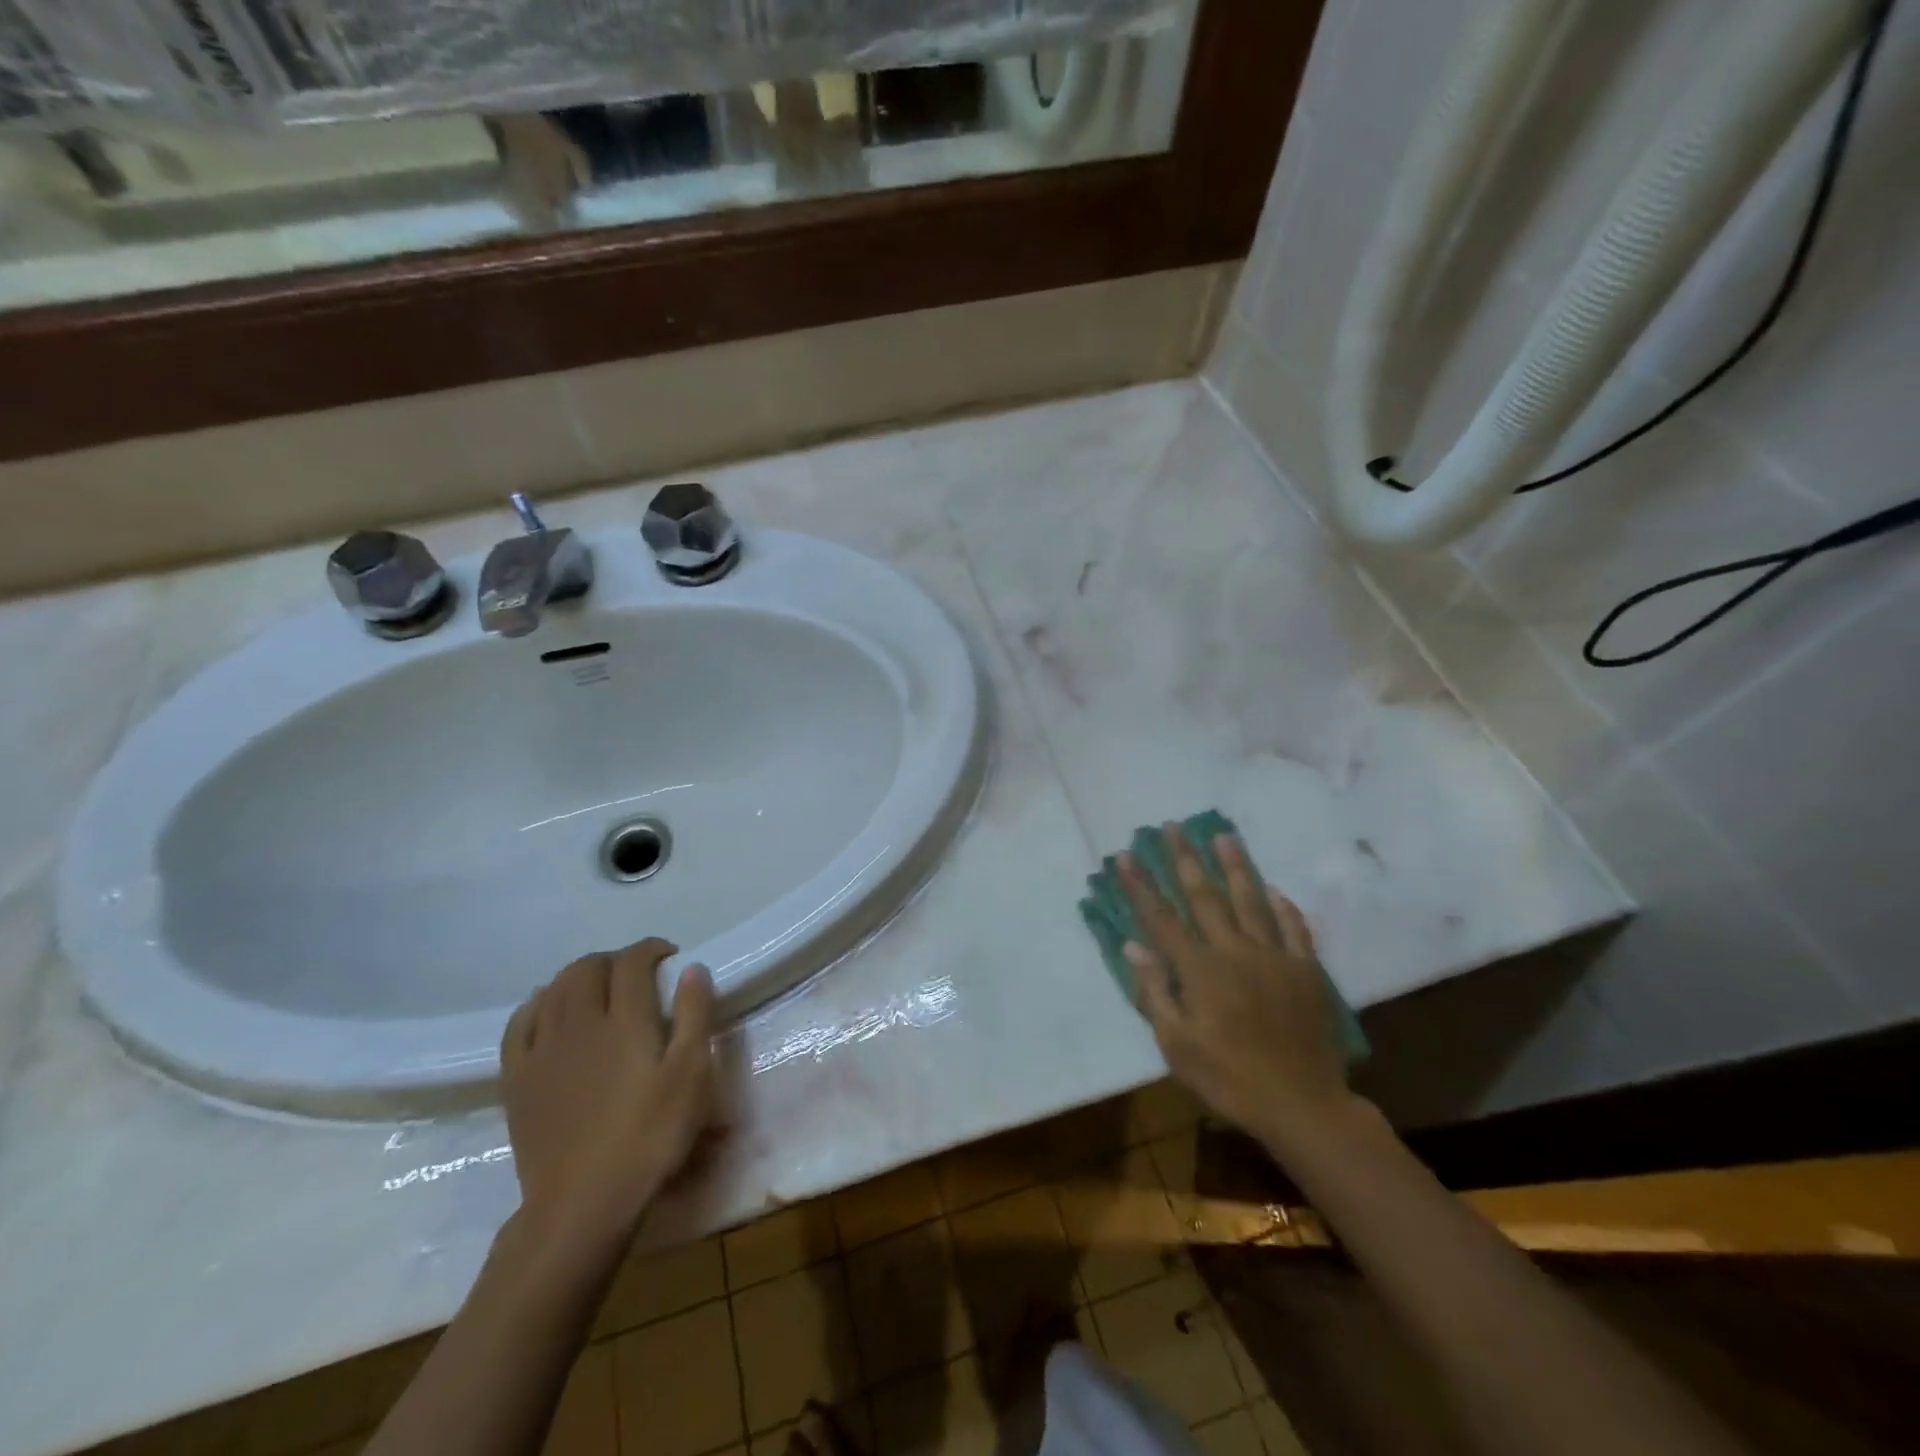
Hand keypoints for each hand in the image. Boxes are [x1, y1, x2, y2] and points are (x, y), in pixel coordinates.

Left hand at [501, 939, 718, 1264]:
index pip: (632, 962)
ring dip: (578, 976)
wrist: (583, 1203)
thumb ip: (694, 1015)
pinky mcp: (517, 1078)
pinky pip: (519, 1023)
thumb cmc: (650, 1136)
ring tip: (598, 988)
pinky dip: (536, 1004)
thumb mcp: (691, 1076)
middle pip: (588, 968)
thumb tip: (692, 968)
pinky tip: (547, 1010)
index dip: (651, 949)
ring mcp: (542, 1050)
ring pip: (552, 989)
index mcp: (624, 1020)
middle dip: (614, 959)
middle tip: (637, 973)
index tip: (669, 956)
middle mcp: (579, 1023)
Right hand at [1118, 828, 1356, 1144]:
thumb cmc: (1229, 1078)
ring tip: (1223, 836)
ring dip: (1234, 866)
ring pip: (1250, 901)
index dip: (1141, 885)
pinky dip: (1283, 907)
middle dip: (1184, 859)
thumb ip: (1155, 993)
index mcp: (1200, 970)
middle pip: (1205, 896)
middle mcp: (1234, 951)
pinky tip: (1275, 889)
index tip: (1126, 855)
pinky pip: (1294, 929)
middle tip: (1172, 826)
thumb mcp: (1177, 1046)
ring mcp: (1274, 957)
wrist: (1303, 1104)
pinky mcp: (1305, 970)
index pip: (1162, 918)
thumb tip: (1133, 947)